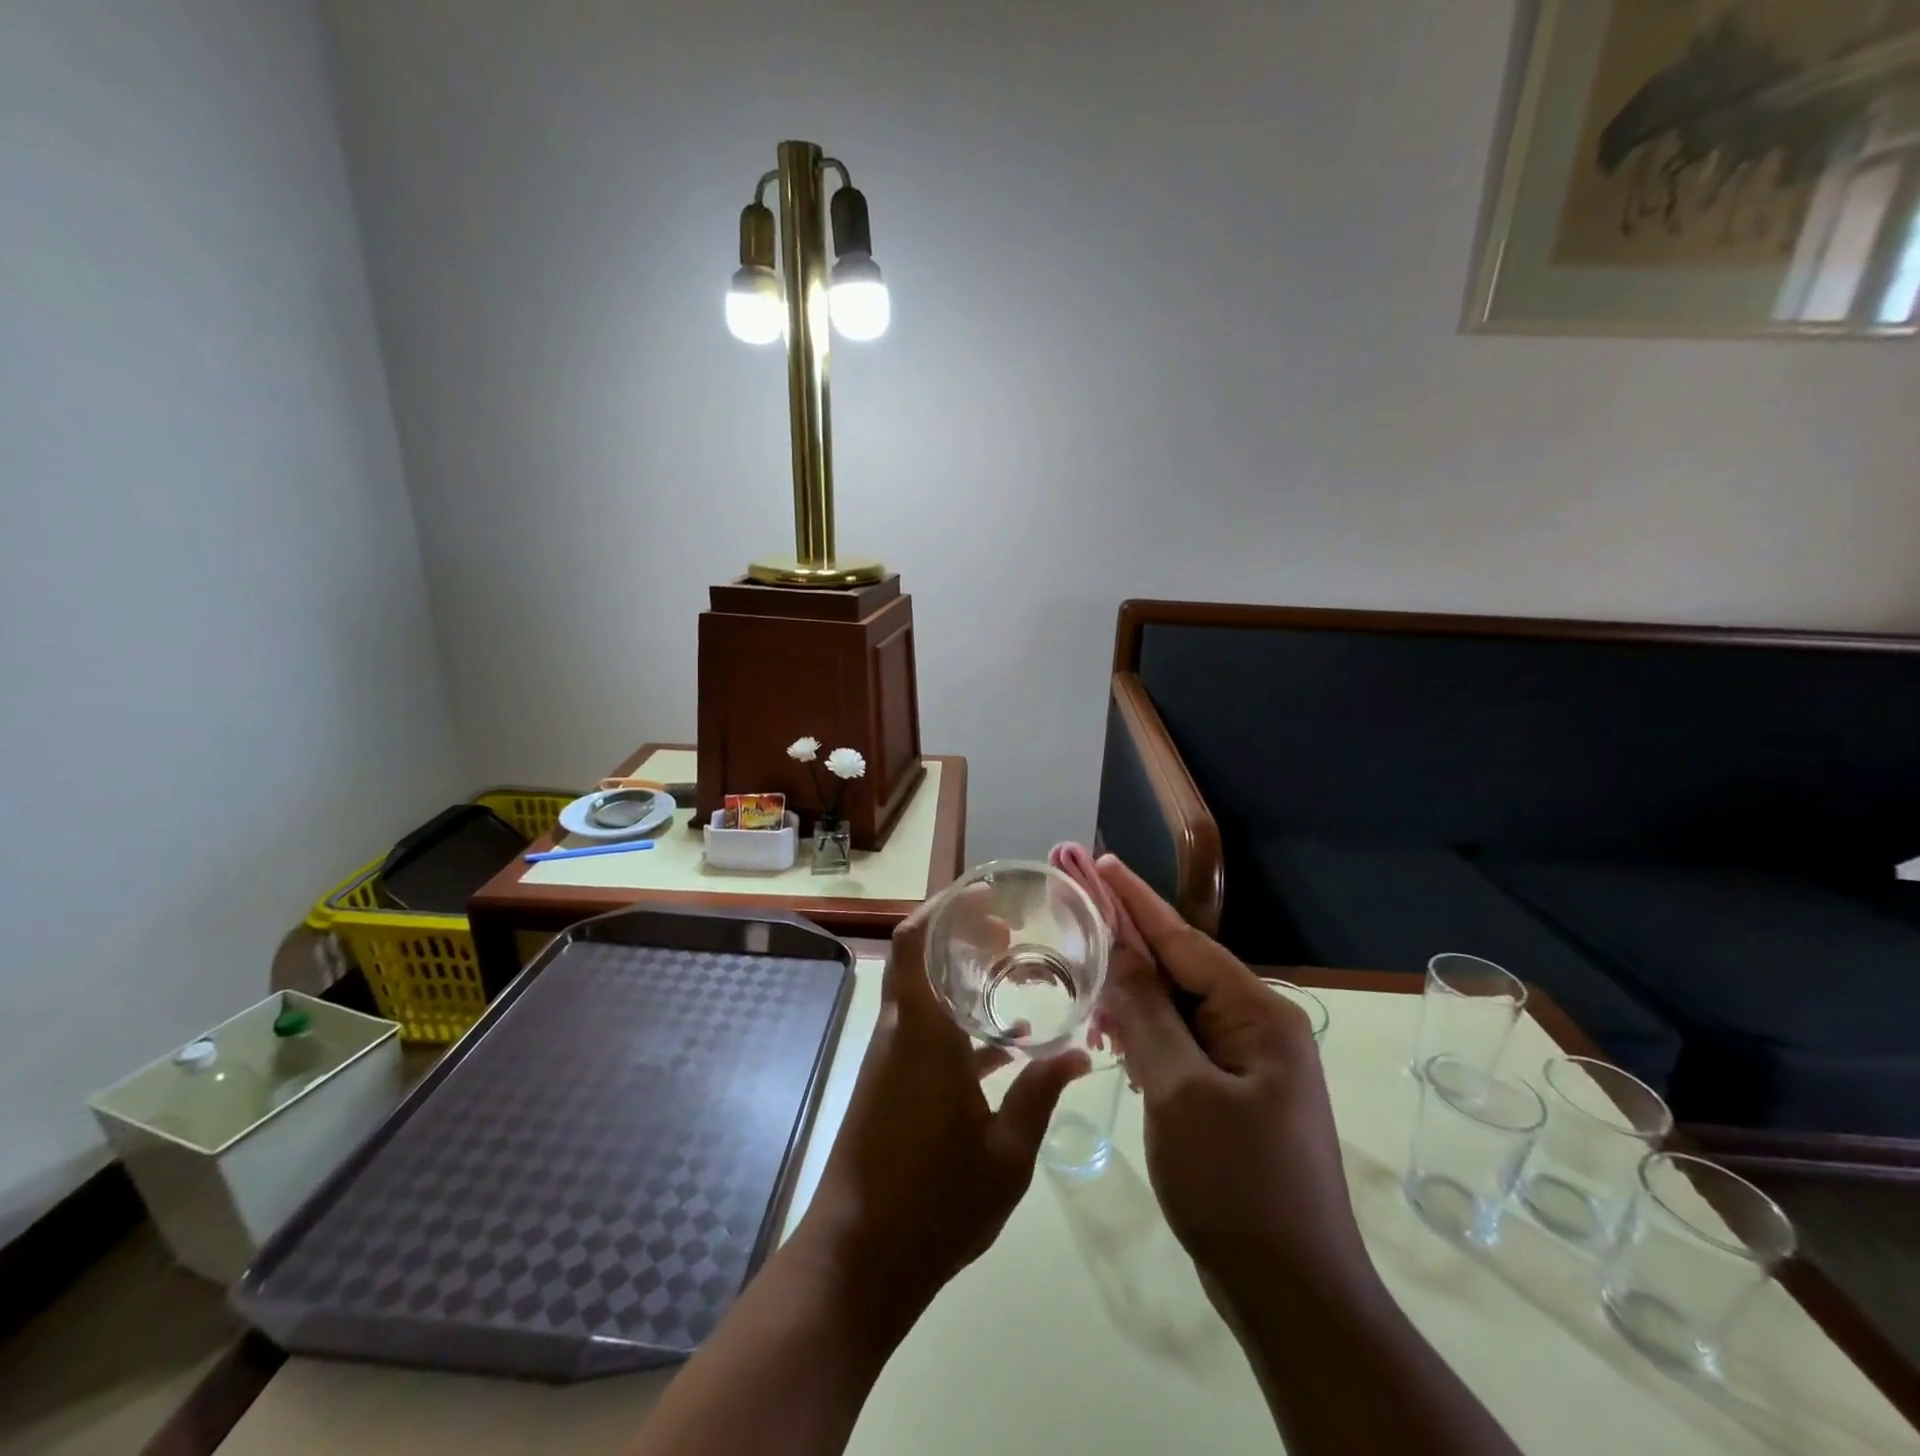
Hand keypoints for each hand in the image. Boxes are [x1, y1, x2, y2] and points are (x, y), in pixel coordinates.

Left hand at [794, 903, 1087, 1339]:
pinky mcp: (888, 1085)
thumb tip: (1081, 1054)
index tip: (983, 896)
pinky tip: (1000, 1047)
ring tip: (1010, 975)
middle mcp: (900, 1033)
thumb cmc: (936, 1202)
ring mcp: (889, 1059)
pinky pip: (921, 1033)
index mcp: (923, 1033)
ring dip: (957, 979)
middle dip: (958, 936)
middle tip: (1007, 932)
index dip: (941, 908)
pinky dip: (954, 1024)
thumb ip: (1040, 1095)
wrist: (859, 1261)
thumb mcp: (1007, 1154)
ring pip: (920, 995)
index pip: (913, 943)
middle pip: (918, 959)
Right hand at [1093, 857, 1367, 1289]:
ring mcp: (1248, 1063)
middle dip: (1129, 941)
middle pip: (1181, 968)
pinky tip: (1113, 1034)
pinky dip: (1146, 1034)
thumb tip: (1120, 951)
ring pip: (1178, 1008)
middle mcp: (1258, 1027)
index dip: (1135, 900)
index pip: (1183, 940)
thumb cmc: (1236, 1185)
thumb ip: (1146, 1014)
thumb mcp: (1179, 1091)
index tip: (1100, 861)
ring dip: (1133, 992)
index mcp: (1257, 1014)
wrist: (1294, 1296)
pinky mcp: (1233, 1095)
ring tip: (1085, 974)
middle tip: (1078, 911)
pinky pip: (1181, 1044)